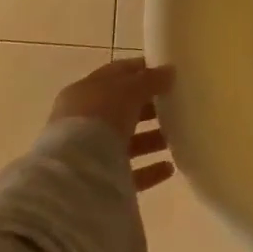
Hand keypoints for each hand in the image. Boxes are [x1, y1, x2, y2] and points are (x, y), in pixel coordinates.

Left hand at [50, 58, 176, 192]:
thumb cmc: (99, 117)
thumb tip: (168, 71)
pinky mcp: (100, 180)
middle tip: (177, 106)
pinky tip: (169, 167)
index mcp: (84, 92)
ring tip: (177, 137)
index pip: (116, 75)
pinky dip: (150, 169)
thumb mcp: (128, 88)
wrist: (75, 172)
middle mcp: (83, 121)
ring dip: (152, 139)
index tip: (167, 73)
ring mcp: (90, 152)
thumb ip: (150, 79)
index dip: (141, 71)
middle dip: (149, 108)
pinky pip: (130, 172)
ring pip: (127, 141)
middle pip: (122, 110)